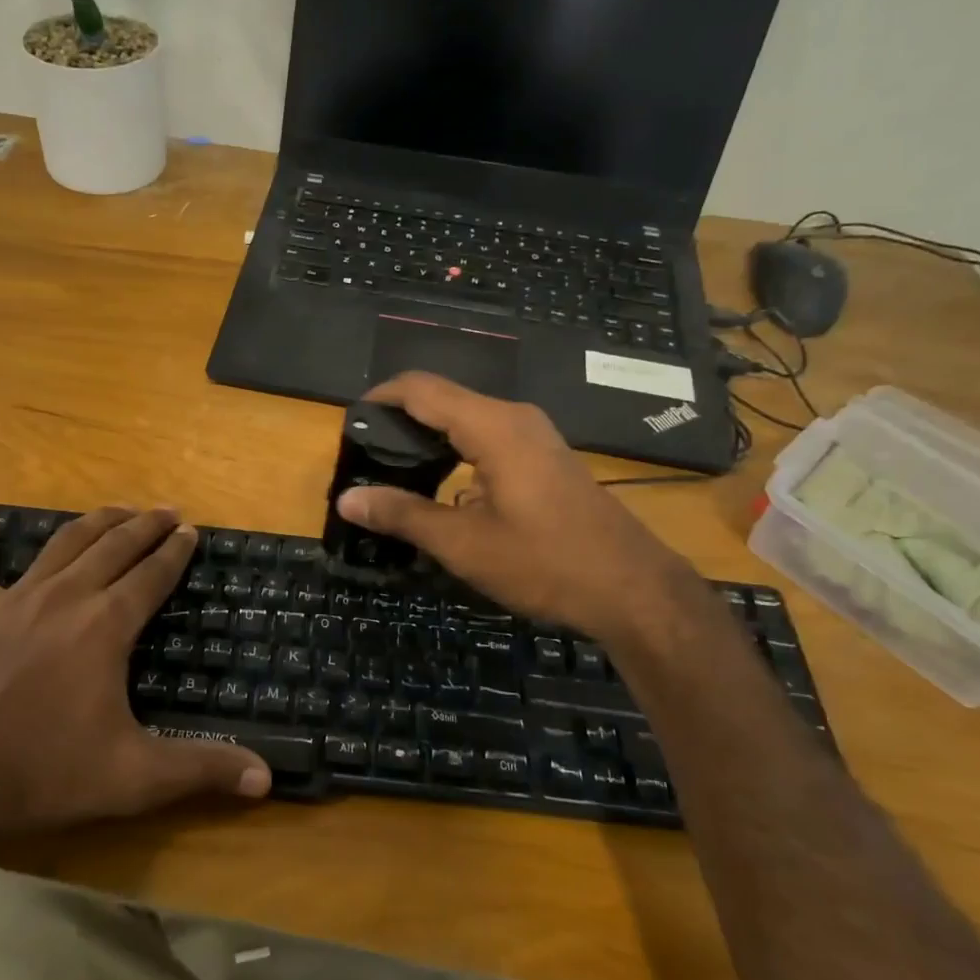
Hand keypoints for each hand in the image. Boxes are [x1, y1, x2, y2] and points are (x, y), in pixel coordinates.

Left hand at [0, 508, 269, 843]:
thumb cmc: (45, 776)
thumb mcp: (134, 777)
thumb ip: (202, 769)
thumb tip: (266, 778)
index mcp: (105, 625)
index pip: (152, 575)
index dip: (175, 551)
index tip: (191, 530)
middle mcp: (65, 598)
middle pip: (113, 546)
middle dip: (145, 525)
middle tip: (166, 510)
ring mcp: (12, 602)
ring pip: (61, 545)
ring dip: (93, 522)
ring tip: (116, 509)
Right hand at [336, 373, 693, 638]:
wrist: (633, 589)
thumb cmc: (546, 563)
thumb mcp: (464, 544)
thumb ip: (403, 514)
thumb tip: (347, 499)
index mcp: (493, 426)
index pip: (421, 389)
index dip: (380, 397)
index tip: (350, 422)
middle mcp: (514, 417)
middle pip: (443, 399)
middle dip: (400, 419)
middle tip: (365, 453)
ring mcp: (535, 436)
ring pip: (467, 419)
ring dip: (429, 437)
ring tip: (393, 469)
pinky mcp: (544, 457)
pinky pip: (488, 437)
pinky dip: (456, 451)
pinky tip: (441, 487)